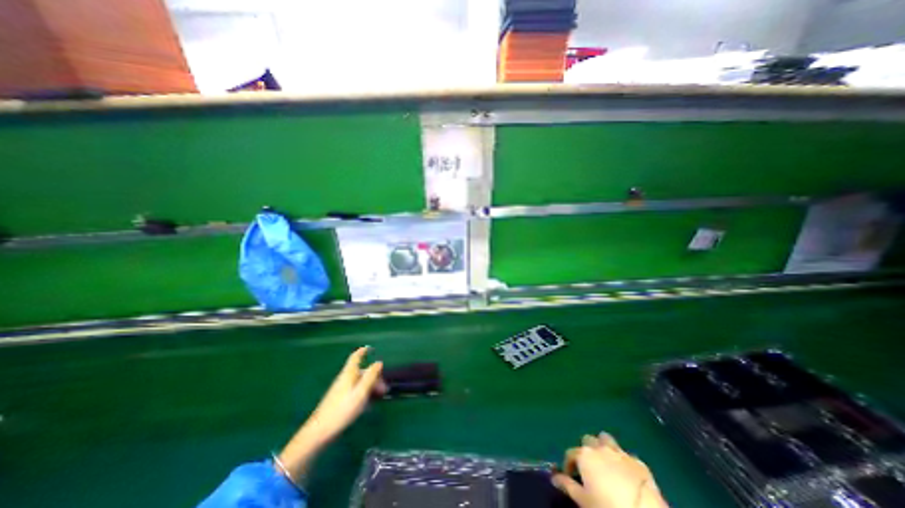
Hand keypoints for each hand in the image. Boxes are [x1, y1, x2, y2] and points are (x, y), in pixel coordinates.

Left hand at [278, 347, 385, 481]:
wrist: (319, 432)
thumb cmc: (342, 409)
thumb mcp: (361, 392)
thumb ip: (370, 377)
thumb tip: (379, 362)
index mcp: (349, 374)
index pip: (356, 357)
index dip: (362, 351)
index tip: (370, 348)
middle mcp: (345, 379)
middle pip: (361, 372)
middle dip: (374, 377)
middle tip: (384, 389)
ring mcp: (341, 390)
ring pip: (359, 383)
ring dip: (370, 387)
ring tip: (379, 398)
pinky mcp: (340, 400)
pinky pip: (355, 392)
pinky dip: (364, 394)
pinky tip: (368, 405)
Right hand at [547, 432, 665, 507]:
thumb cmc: (605, 506)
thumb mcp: (582, 500)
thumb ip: (567, 485)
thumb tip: (554, 478)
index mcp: (585, 454)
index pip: (570, 453)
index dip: (569, 465)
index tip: (571, 476)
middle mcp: (600, 448)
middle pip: (588, 440)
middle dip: (587, 450)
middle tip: (589, 467)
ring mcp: (620, 453)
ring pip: (607, 440)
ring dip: (604, 447)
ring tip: (605, 463)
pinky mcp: (639, 462)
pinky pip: (626, 455)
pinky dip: (623, 460)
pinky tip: (625, 473)